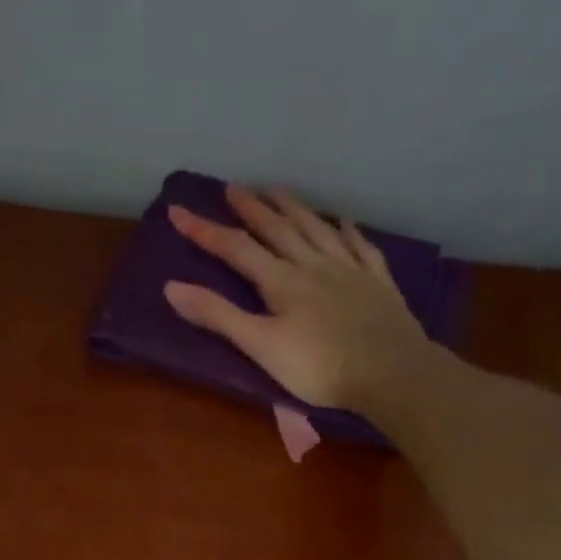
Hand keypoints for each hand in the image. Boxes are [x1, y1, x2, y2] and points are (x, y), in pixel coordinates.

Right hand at [163, 184, 437, 412]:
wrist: (388, 371)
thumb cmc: (318, 367)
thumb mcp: (260, 346)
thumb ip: (219, 317)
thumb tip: (172, 288)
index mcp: (281, 281)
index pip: (236, 249)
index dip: (205, 231)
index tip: (179, 211)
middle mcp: (313, 265)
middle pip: (278, 229)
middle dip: (252, 208)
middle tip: (233, 188)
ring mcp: (349, 270)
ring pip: (316, 229)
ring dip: (294, 208)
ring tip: (279, 190)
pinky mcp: (377, 283)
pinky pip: (360, 247)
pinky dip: (347, 231)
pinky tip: (343, 222)